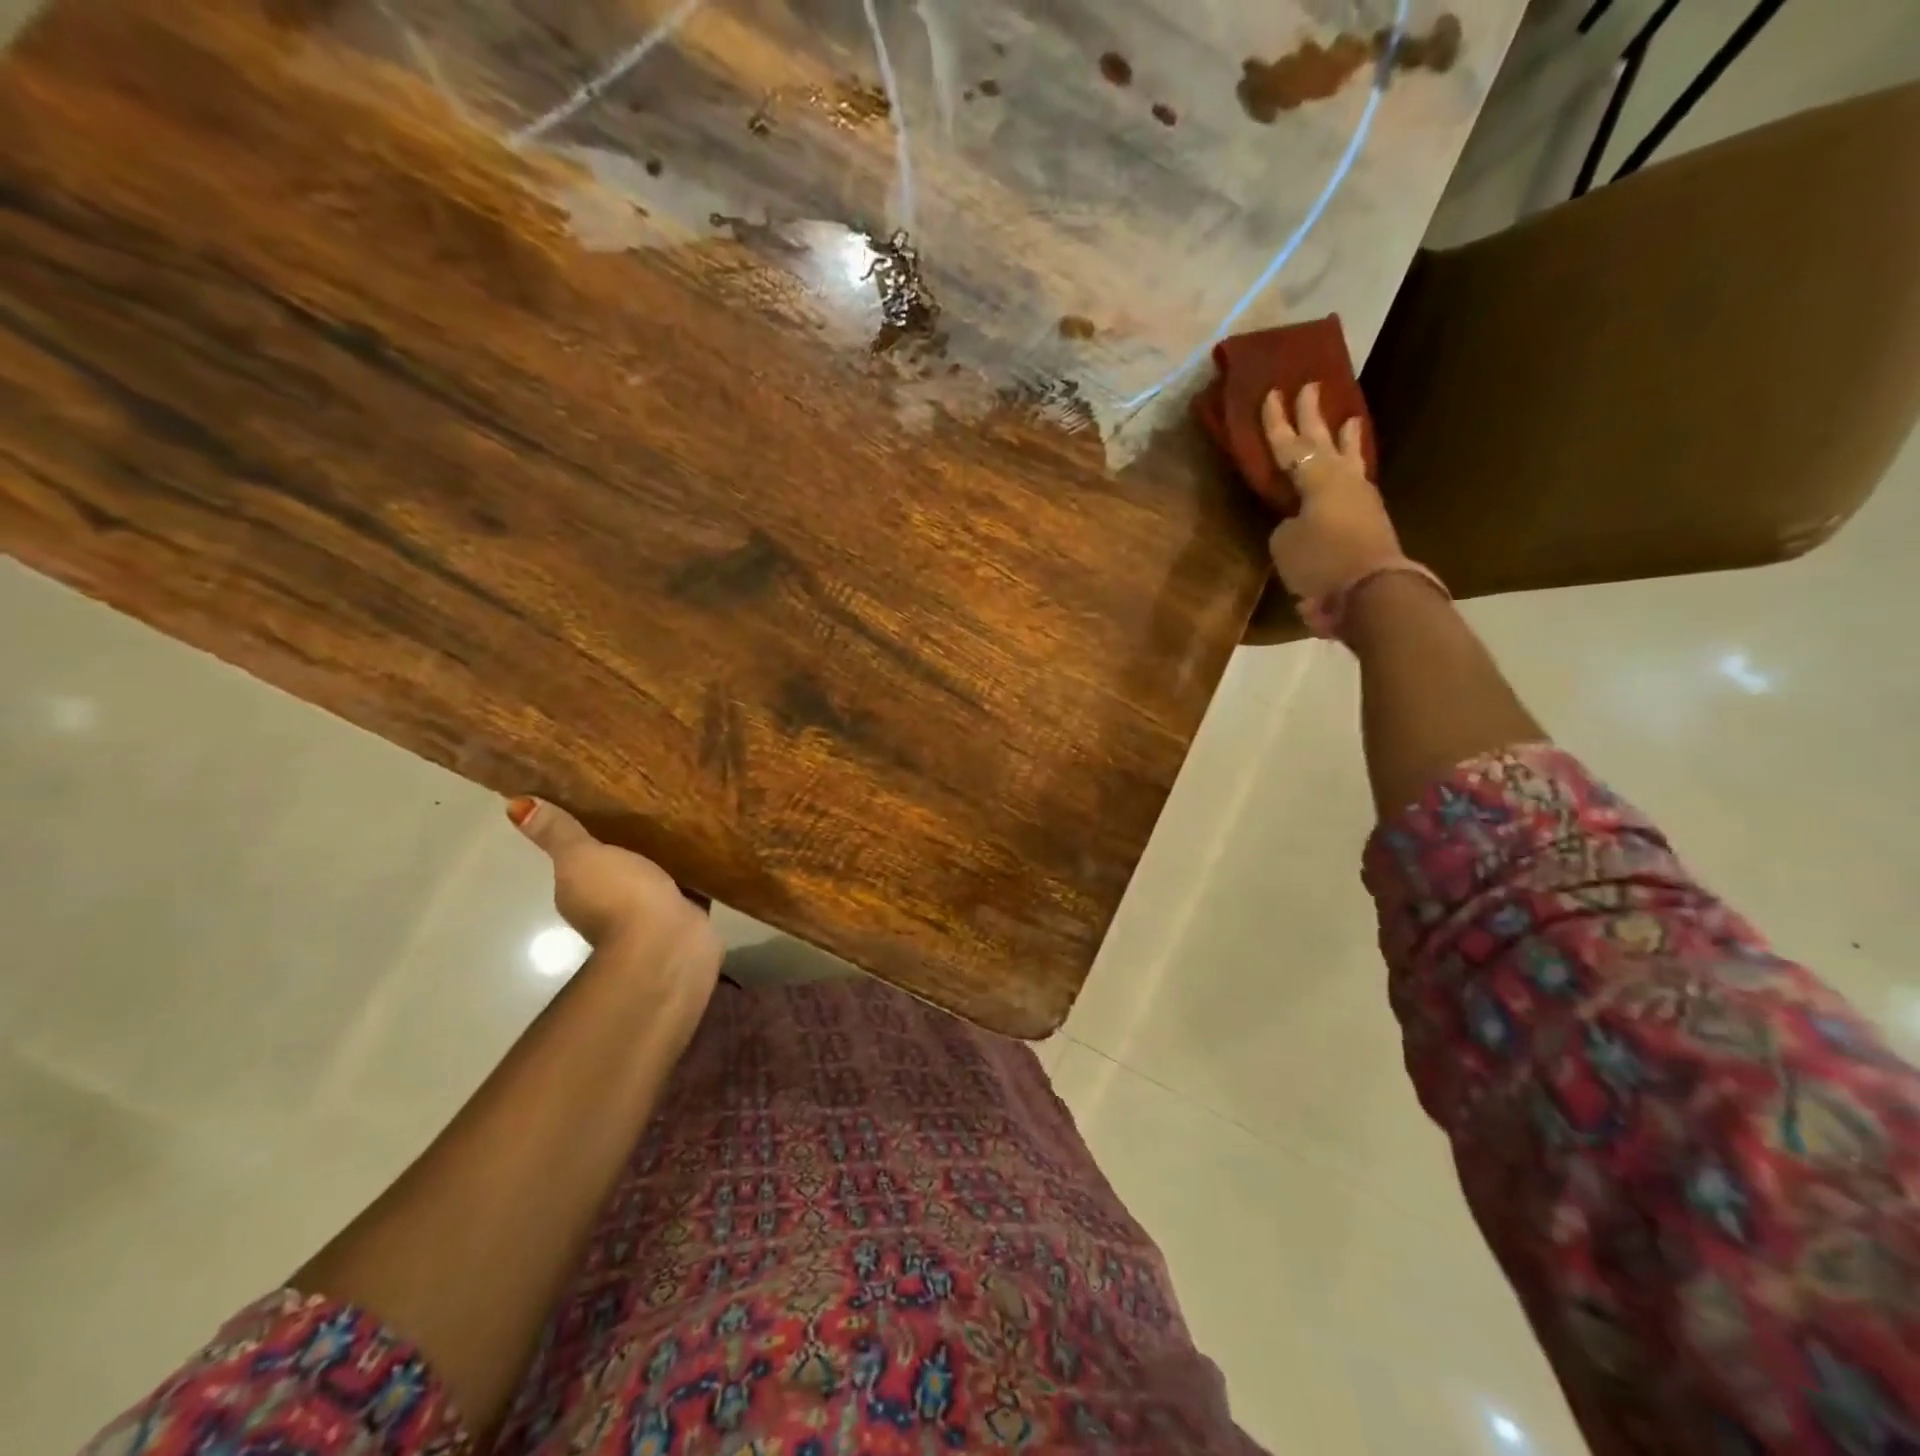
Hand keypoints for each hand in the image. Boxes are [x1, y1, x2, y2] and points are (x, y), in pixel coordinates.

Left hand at [507, 797, 720, 1002]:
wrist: (665, 944)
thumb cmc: (618, 897)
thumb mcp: (581, 857)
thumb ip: (558, 833)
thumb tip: (513, 805)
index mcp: (578, 890)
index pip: (582, 859)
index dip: (594, 836)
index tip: (612, 806)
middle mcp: (609, 904)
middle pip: (622, 866)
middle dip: (636, 844)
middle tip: (655, 806)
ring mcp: (649, 912)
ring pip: (657, 876)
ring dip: (668, 858)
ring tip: (686, 821)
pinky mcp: (684, 915)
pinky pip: (689, 886)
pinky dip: (694, 872)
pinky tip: (707, 848)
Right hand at [1261, 383, 1405, 604]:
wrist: (1371, 591)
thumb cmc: (1321, 561)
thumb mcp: (1286, 543)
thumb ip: (1287, 525)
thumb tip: (1297, 523)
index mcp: (1316, 478)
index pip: (1289, 445)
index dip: (1276, 423)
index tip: (1272, 393)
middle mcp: (1342, 480)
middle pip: (1323, 440)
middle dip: (1312, 414)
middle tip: (1310, 386)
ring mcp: (1361, 499)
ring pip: (1350, 459)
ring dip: (1346, 438)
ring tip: (1350, 419)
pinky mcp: (1370, 520)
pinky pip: (1356, 483)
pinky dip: (1351, 470)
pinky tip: (1349, 470)